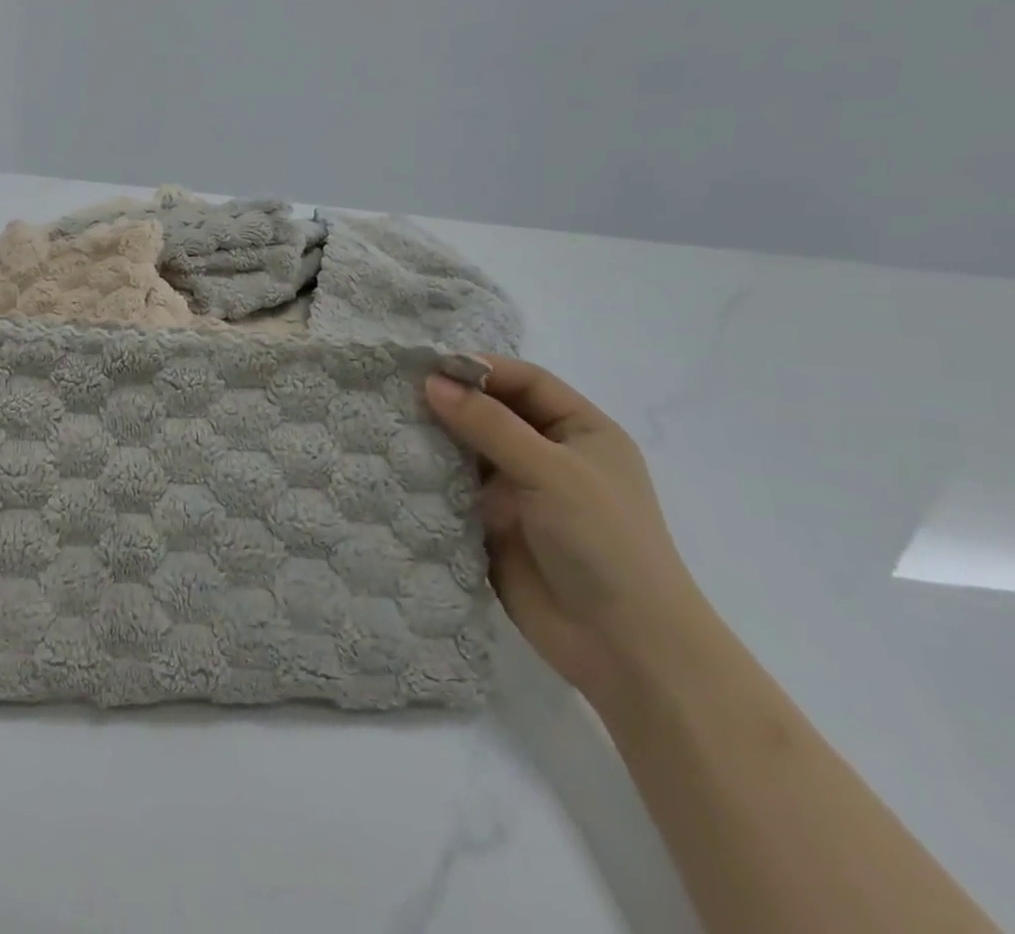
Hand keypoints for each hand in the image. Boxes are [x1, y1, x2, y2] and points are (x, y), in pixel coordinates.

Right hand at [423, 359, 716, 704]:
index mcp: (581, 432)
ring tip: (389, 421)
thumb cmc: (604, 542)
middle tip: (397, 390)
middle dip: (452, 401)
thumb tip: (431, 382)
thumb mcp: (551, 471)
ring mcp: (520, 491)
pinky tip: (397, 463)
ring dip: (437, 437)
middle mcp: (549, 455)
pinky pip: (456, 488)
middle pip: (493, 412)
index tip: (429, 365)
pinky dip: (431, 475)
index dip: (482, 369)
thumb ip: (489, 424)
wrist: (624, 648)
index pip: (526, 382)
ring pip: (469, 449)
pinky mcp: (492, 524)